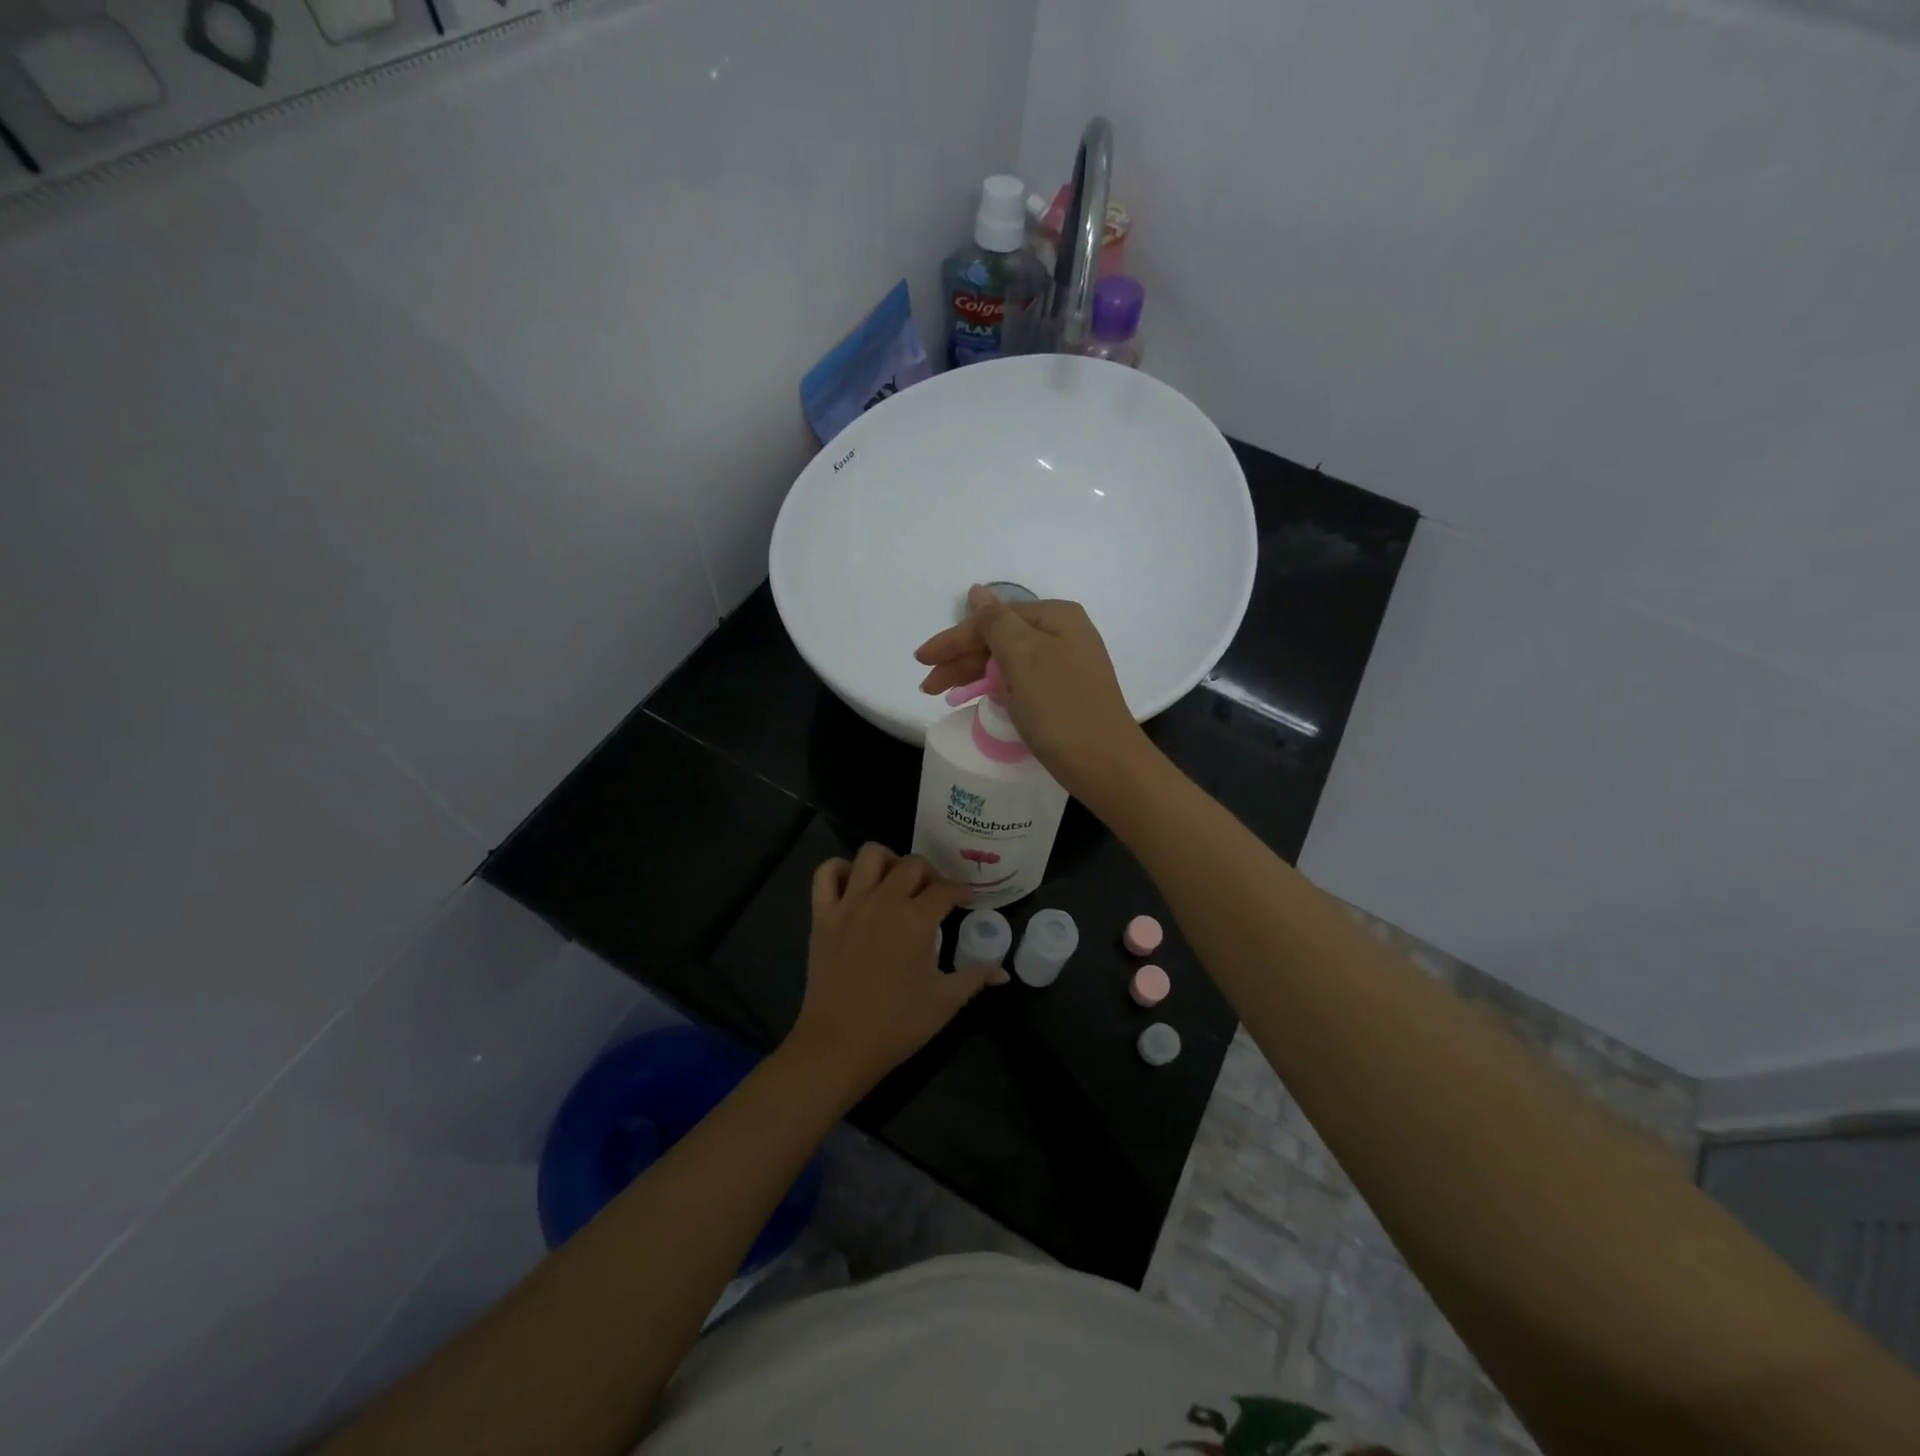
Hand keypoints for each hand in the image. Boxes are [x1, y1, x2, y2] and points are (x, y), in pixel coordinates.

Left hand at [784, 844, 1007, 1100]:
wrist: (839, 1045)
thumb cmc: (897, 1025)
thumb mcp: (944, 1002)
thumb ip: (975, 977)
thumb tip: (1003, 972)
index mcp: (916, 920)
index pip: (946, 889)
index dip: (962, 890)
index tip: (967, 898)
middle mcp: (884, 901)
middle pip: (912, 864)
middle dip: (930, 873)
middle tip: (934, 893)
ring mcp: (849, 904)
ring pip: (870, 855)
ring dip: (888, 861)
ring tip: (895, 882)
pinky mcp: (822, 915)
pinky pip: (826, 873)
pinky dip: (839, 869)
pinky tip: (854, 885)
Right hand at [914, 585, 1153, 808]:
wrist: (1106, 764)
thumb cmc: (1060, 706)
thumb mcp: (1023, 657)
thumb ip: (996, 622)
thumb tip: (977, 591)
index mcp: (1056, 617)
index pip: (993, 619)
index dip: (954, 639)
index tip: (921, 661)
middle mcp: (1063, 635)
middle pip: (999, 639)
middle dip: (961, 660)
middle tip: (929, 686)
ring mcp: (1066, 666)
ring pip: (1007, 662)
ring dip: (973, 675)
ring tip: (941, 695)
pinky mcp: (1063, 695)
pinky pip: (1020, 682)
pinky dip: (995, 689)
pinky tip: (976, 699)